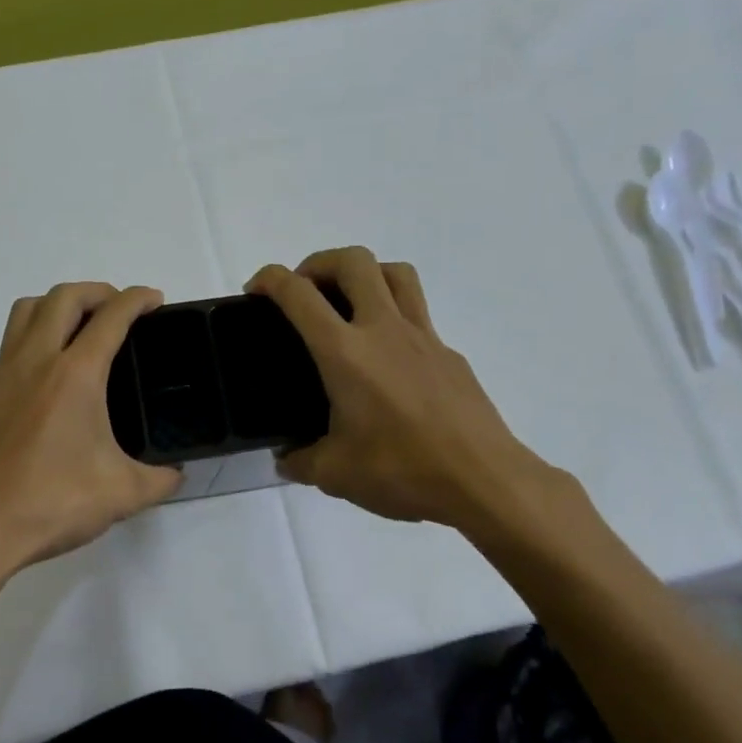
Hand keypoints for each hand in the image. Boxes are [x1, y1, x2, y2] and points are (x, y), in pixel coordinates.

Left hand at [0, 282, 181, 584]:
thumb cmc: (53, 504)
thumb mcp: (123, 494)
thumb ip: (160, 479)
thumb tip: (176, 473)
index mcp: (75, 375)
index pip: (110, 317)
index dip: (137, 299)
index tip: (153, 299)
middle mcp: (35, 361)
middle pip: (64, 297)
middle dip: (98, 291)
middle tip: (119, 310)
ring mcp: (3, 375)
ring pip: (26, 310)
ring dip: (58, 304)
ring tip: (80, 327)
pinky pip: (10, 343)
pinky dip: (34, 336)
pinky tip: (49, 374)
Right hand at [246, 248, 572, 543]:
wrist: (485, 482)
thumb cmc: (403, 472)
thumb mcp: (336, 474)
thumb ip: (302, 460)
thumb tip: (287, 458)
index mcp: (345, 353)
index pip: (299, 294)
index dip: (269, 279)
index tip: (256, 292)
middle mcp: (384, 330)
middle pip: (354, 260)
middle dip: (319, 262)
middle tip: (305, 292)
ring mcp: (423, 337)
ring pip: (396, 272)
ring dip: (364, 274)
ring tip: (347, 304)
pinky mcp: (449, 355)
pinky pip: (418, 316)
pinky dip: (393, 318)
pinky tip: (387, 363)